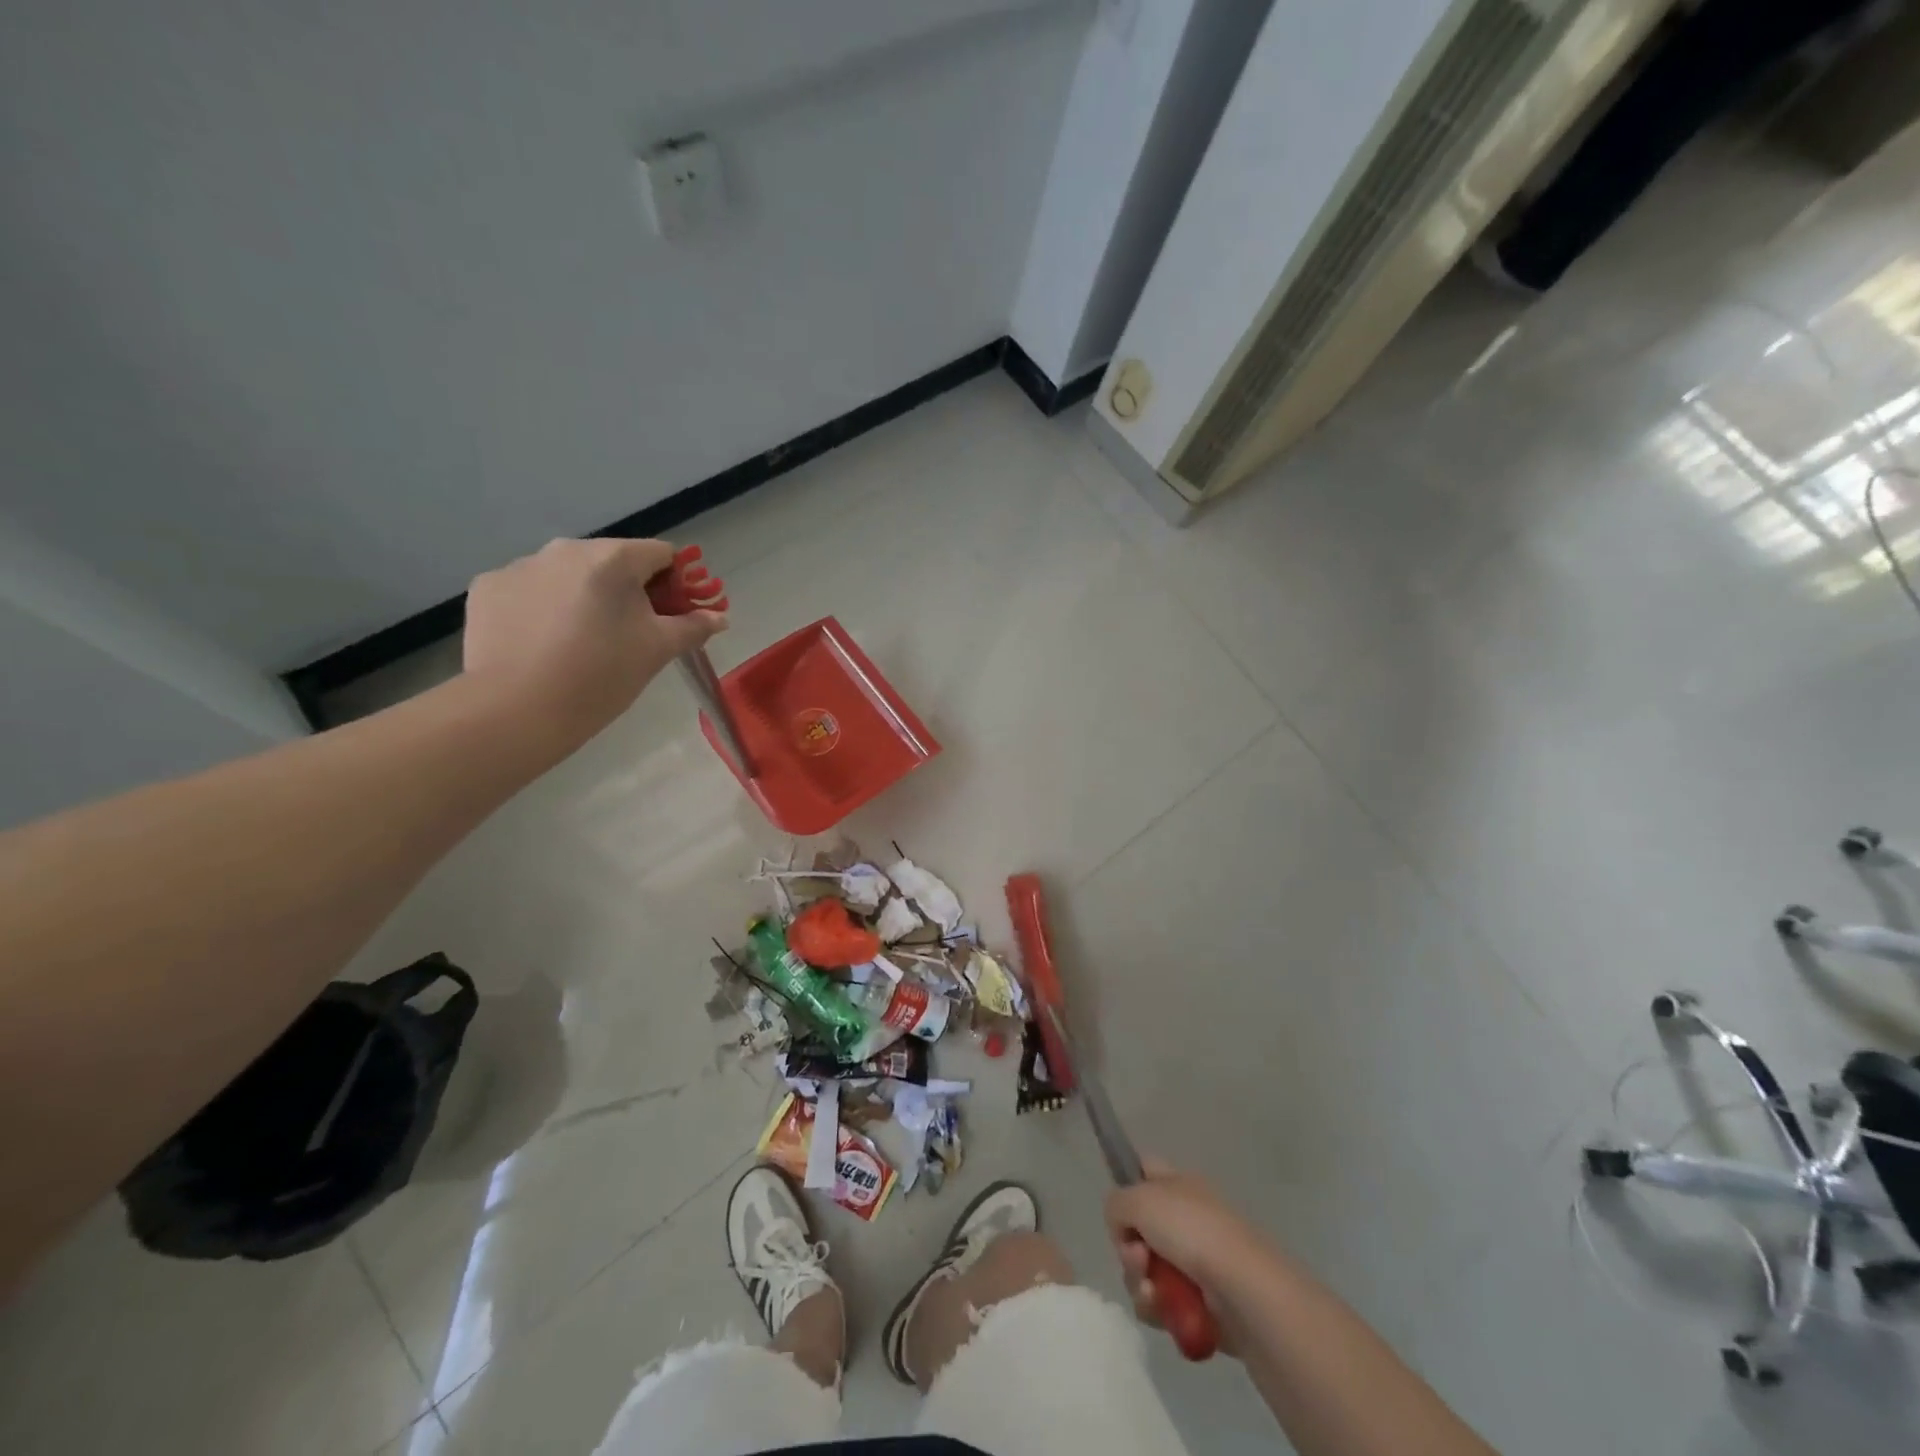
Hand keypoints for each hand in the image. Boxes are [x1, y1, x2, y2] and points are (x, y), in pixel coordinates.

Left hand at [463, 538, 727, 745]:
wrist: (516, 711)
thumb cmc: (600, 677)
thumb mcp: (656, 651)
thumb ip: (693, 627)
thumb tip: (720, 617)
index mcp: (612, 559)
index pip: (661, 554)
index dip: (675, 583)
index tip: (671, 616)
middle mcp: (564, 549)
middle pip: (612, 561)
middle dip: (627, 591)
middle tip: (628, 635)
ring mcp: (520, 566)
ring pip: (569, 574)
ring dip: (584, 597)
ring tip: (579, 643)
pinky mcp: (488, 587)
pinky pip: (530, 589)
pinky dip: (543, 608)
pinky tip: (542, 643)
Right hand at [1105, 1159, 1269, 1353]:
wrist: (1244, 1292)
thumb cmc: (1192, 1231)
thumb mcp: (1140, 1200)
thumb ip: (1116, 1204)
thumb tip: (1121, 1225)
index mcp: (1177, 1183)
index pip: (1143, 1169)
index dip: (1126, 1184)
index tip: (1119, 1210)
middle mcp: (1186, 1218)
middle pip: (1138, 1229)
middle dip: (1128, 1248)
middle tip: (1137, 1257)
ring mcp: (1195, 1261)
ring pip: (1146, 1270)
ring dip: (1140, 1282)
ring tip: (1151, 1291)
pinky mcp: (1201, 1303)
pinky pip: (1163, 1304)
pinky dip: (1157, 1309)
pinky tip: (1163, 1311)